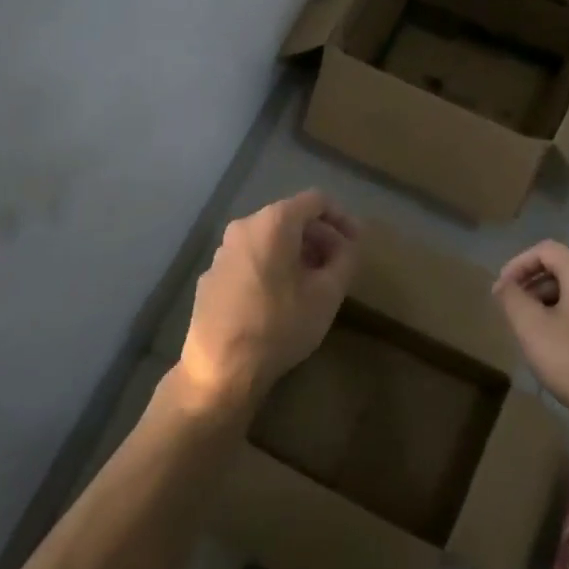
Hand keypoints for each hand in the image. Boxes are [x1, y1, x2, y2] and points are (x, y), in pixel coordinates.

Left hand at [177, 190, 360, 416]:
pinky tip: (280, 298)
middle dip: (319, 237)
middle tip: (339, 265)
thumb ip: (345, 260)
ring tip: (313, 283)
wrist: (221, 368)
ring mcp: (222, 252)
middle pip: (290, 218)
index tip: (356, 242)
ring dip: (295, 253)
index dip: (342, 217)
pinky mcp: (211, 276)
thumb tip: (348, 245)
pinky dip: (271, 266)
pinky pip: (249, 259)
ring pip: (268, 239)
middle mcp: (243, 227)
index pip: (315, 200)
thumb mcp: (327, 294)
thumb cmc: (280, 326)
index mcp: (273, 223)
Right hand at [492, 241, 568, 431]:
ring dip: (553, 304)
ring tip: (536, 332)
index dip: (517, 266)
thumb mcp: (531, 328)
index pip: (544, 250)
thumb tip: (504, 284)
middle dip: (534, 286)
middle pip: (564, 269)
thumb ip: (512, 298)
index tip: (501, 291)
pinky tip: (565, 349)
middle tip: (515, 312)